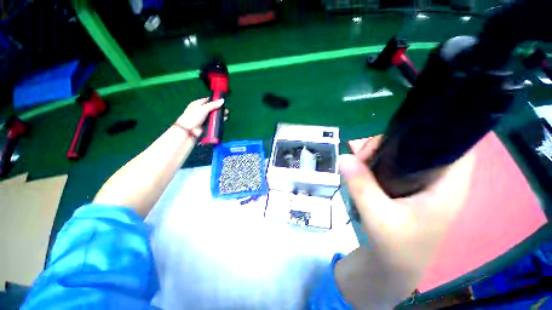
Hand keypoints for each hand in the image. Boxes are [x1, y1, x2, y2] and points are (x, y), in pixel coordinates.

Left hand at [176, 98, 225, 136]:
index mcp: (197, 104)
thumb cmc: (192, 118)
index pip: (208, 100)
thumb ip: (213, 105)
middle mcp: (201, 111)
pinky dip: (217, 123)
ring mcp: (204, 119)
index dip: (215, 100)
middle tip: (225, 110)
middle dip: (219, 110)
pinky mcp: (206, 125)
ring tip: (225, 116)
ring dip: (219, 117)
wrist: (188, 131)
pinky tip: (221, 122)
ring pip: (214, 117)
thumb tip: (222, 100)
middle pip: (212, 109)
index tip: (222, 101)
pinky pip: (214, 123)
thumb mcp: (203, 109)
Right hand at [339, 136, 474, 286]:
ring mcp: (421, 183)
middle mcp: (438, 180)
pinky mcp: (406, 187)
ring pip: (403, 154)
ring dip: (379, 153)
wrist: (393, 266)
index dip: (436, 129)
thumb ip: (361, 186)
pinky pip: (392, 165)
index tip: (400, 129)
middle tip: (363, 154)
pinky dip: (377, 162)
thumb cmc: (396, 248)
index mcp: (447, 186)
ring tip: (359, 162)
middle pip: (420, 145)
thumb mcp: (378, 217)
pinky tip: (363, 169)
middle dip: (390, 143)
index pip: (457, 145)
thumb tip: (344, 158)